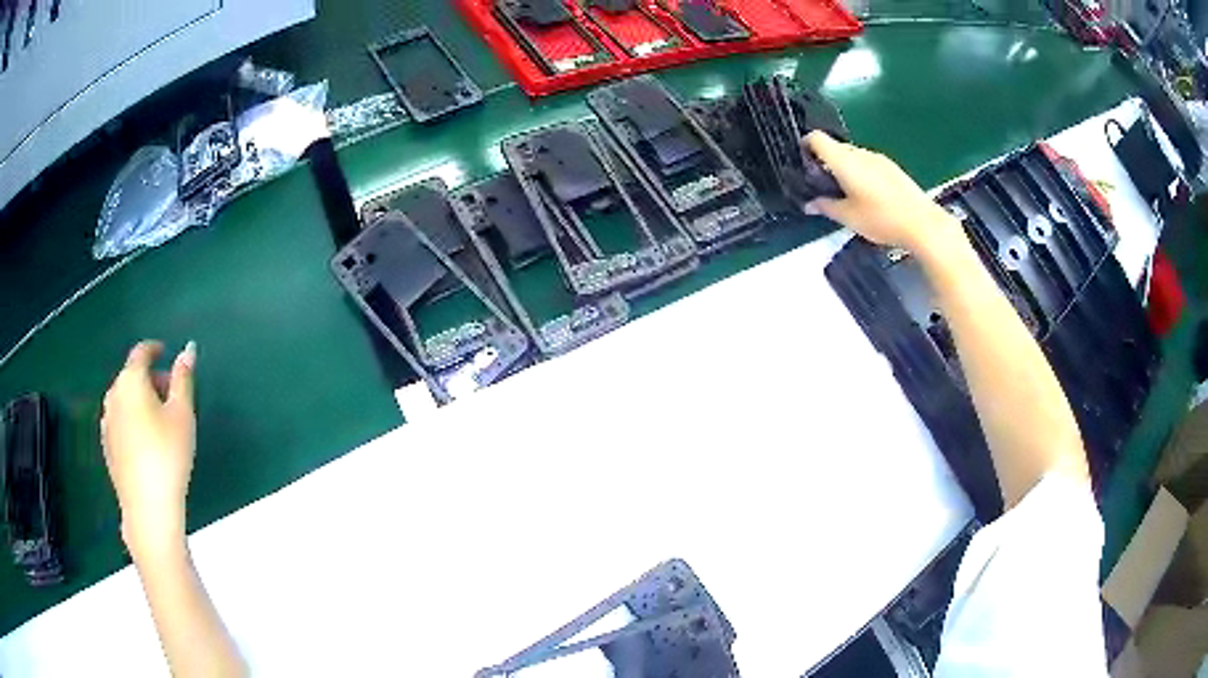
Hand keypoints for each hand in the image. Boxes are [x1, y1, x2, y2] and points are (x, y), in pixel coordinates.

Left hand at [101, 341, 196, 559]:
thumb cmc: (168, 457)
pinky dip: (132, 420)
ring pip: (124, 399)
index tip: (166, 353)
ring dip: (140, 401)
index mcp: (131, 381)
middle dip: (150, 380)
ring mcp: (107, 422)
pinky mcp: (106, 446)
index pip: (141, 352)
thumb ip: (183, 379)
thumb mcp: (183, 415)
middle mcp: (113, 395)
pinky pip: (119, 421)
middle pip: (131, 376)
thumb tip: (188, 351)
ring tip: (160, 423)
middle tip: (171, 398)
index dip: (155, 349)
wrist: (148, 508)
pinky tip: (146, 444)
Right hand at [803, 131, 961, 252]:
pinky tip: (868, 196)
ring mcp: (878, 159)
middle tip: (823, 186)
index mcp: (844, 161)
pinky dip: (861, 173)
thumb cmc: (881, 219)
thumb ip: (826, 207)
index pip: (817, 138)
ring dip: (845, 169)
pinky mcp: (892, 168)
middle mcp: (860, 153)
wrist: (922, 223)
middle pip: (835, 147)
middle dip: (825, 162)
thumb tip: (809, 204)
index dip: (805, 145)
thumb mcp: (849, 217)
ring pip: (853, 156)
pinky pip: (868, 163)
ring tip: (846, 194)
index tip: (802, 162)